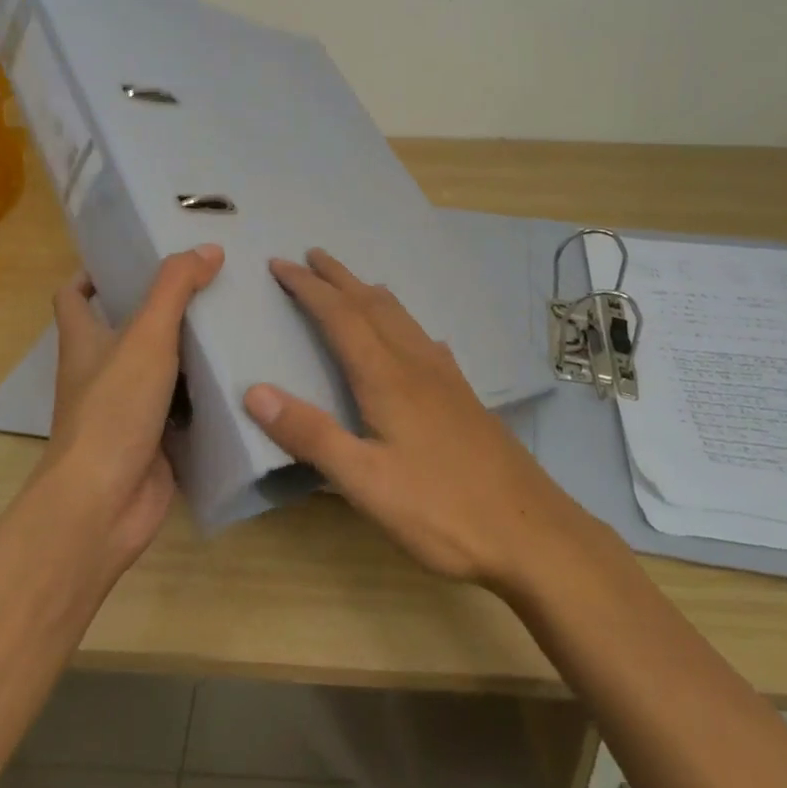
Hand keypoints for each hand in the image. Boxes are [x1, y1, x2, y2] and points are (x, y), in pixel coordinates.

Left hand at [35, 244, 223, 574]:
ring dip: (189, 349)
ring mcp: (128, 408)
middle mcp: (101, 371)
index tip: (137, 258)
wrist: (104, 504)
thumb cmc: (114, 409)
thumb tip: (208, 248)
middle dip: (161, 307)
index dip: (95, 274)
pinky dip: (205, 393)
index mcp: (84, 341)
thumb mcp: (145, 336)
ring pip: (160, 367)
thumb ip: (175, 288)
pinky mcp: (155, 439)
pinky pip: (184, 407)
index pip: (74, 296)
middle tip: (208, 283)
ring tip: (234, 320)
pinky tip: (242, 376)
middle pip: (126, 328)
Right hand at [242, 249, 582, 586]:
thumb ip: (311, 435)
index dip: (308, 288)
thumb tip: (254, 391)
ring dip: (370, 294)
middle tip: (311, 255)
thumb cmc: (442, 510)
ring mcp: (447, 379)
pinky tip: (415, 340)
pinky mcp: (465, 397)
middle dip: (338, 278)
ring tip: (353, 283)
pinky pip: (426, 341)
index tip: (280, 264)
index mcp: (387, 378)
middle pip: (373, 305)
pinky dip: (404, 324)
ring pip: (402, 319)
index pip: (340, 317)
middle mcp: (417, 365)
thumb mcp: (365, 482)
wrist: (531, 532)